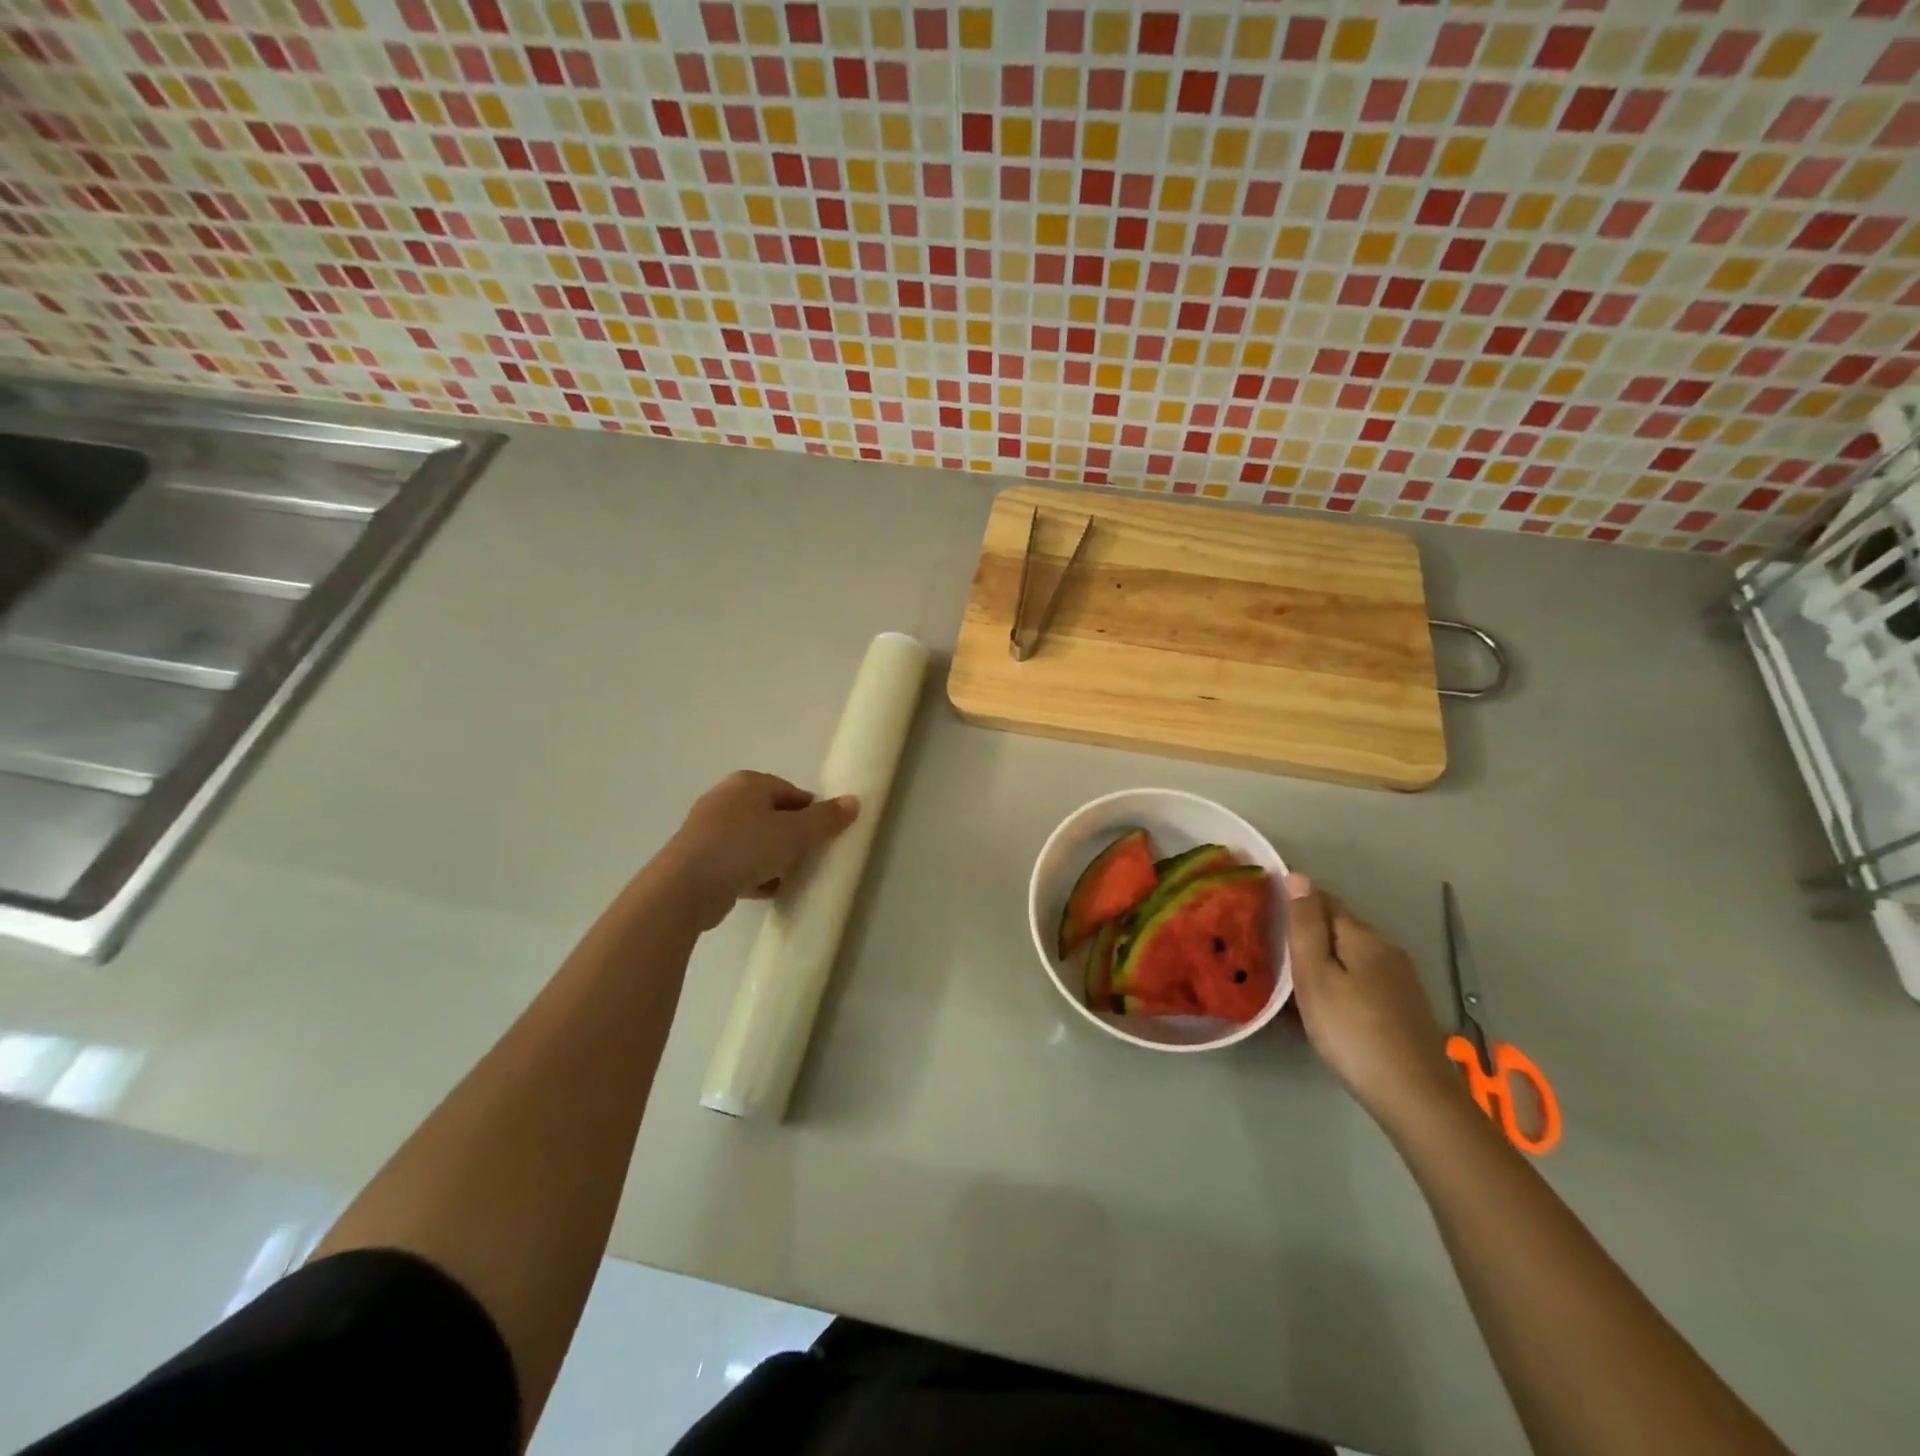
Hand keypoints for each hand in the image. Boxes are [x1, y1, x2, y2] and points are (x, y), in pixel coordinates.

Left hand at [660, 771, 859, 930]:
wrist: (685, 888)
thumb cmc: (745, 848)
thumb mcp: (795, 833)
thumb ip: (826, 819)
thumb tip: (854, 801)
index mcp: (748, 783)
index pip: (793, 793)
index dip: (813, 814)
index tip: (824, 838)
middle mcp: (726, 799)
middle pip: (773, 816)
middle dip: (793, 837)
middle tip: (810, 859)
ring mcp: (709, 830)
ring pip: (755, 841)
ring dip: (775, 858)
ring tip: (791, 878)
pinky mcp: (699, 859)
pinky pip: (738, 862)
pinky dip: (754, 873)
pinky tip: (768, 891)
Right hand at [1286, 874, 1457, 1125]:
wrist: (1415, 1095)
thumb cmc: (1352, 1030)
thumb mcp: (1315, 975)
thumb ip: (1305, 926)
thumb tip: (1298, 876)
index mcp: (1361, 935)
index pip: (1322, 899)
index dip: (1293, 902)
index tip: (1264, 916)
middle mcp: (1385, 948)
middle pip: (1338, 927)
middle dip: (1307, 933)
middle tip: (1271, 953)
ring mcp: (1400, 978)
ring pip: (1350, 955)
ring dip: (1322, 960)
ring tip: (1291, 982)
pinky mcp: (1405, 1006)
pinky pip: (1362, 979)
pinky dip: (1339, 982)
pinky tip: (1325, 1006)